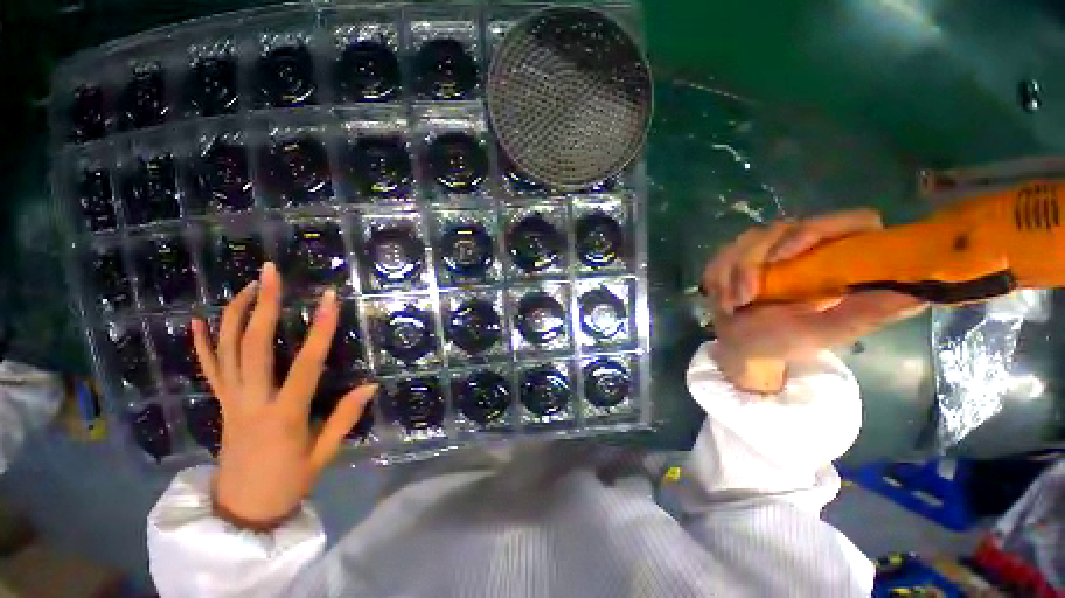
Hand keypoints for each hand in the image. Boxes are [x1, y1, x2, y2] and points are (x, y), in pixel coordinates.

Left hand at [191, 262, 376, 529]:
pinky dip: (201, 344)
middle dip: (264, 305)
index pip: (306, 364)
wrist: (242, 510)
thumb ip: (345, 418)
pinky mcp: (220, 405)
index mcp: (284, 415)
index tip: (330, 300)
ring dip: (235, 314)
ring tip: (248, 286)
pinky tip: (196, 320)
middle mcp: (252, 401)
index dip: (321, 330)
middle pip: (253, 346)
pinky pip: (208, 370)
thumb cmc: (289, 483)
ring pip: (226, 350)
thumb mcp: (324, 454)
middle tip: (271, 273)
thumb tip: (371, 385)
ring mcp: (230, 401)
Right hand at [702, 209, 926, 392]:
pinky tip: (721, 297)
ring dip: (732, 273)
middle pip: (784, 227)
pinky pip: (723, 253)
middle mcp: (809, 247)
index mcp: (841, 260)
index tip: (785, 258)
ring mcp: (771, 249)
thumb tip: (920, 292)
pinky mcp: (740, 255)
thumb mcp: (825, 332)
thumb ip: (865, 313)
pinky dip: (717, 276)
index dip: (817, 230)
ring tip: (732, 304)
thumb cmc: (784, 343)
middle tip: (745, 296)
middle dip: (754, 261)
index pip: (850, 221)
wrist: (741, 346)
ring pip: (748, 239)